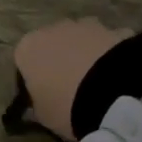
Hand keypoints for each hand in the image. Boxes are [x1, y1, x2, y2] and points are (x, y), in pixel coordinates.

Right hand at [12, 19, 133, 139]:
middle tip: (71, 91)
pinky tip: (117, 78)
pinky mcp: (114, 28)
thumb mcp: (43, 116)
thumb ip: (37, 106)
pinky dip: (108, 56)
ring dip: (84, 56)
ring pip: (79, 42)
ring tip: (97, 85)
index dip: (33, 81)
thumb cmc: (66, 105)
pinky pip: (105, 45)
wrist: (115, 92)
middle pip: (51, 46)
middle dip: (59, 63)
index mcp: (27, 49)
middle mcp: (52, 29)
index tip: (44, 98)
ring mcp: (84, 25)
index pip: (23, 63)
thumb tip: (37, 105)